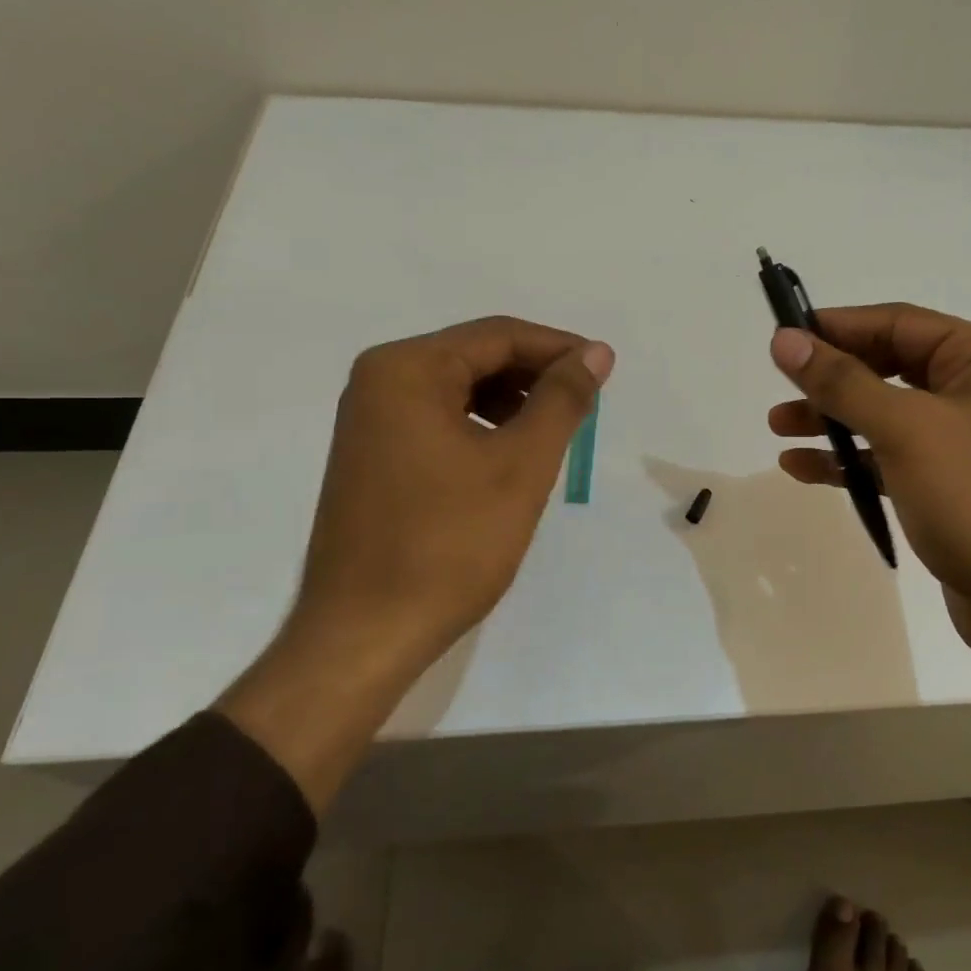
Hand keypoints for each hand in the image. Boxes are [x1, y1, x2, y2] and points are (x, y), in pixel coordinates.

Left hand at [288, 315, 613, 675]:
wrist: (366, 635)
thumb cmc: (450, 544)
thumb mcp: (521, 465)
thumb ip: (562, 399)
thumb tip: (595, 352)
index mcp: (406, 370)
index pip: (498, 335)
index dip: (559, 348)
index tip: (605, 370)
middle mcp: (378, 382)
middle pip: (475, 357)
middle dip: (535, 375)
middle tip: (586, 404)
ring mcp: (369, 421)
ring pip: (458, 389)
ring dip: (512, 401)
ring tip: (555, 432)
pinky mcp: (372, 457)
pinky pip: (438, 419)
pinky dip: (482, 426)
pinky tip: (510, 455)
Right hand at [767, 304, 970, 660]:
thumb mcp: (907, 430)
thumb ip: (842, 382)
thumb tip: (784, 339)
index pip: (899, 323)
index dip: (838, 327)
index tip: (783, 336)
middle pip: (891, 368)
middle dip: (832, 379)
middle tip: (780, 387)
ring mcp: (969, 442)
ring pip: (887, 416)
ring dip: (833, 420)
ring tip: (778, 428)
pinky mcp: (954, 488)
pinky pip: (893, 459)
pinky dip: (851, 461)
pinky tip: (802, 469)